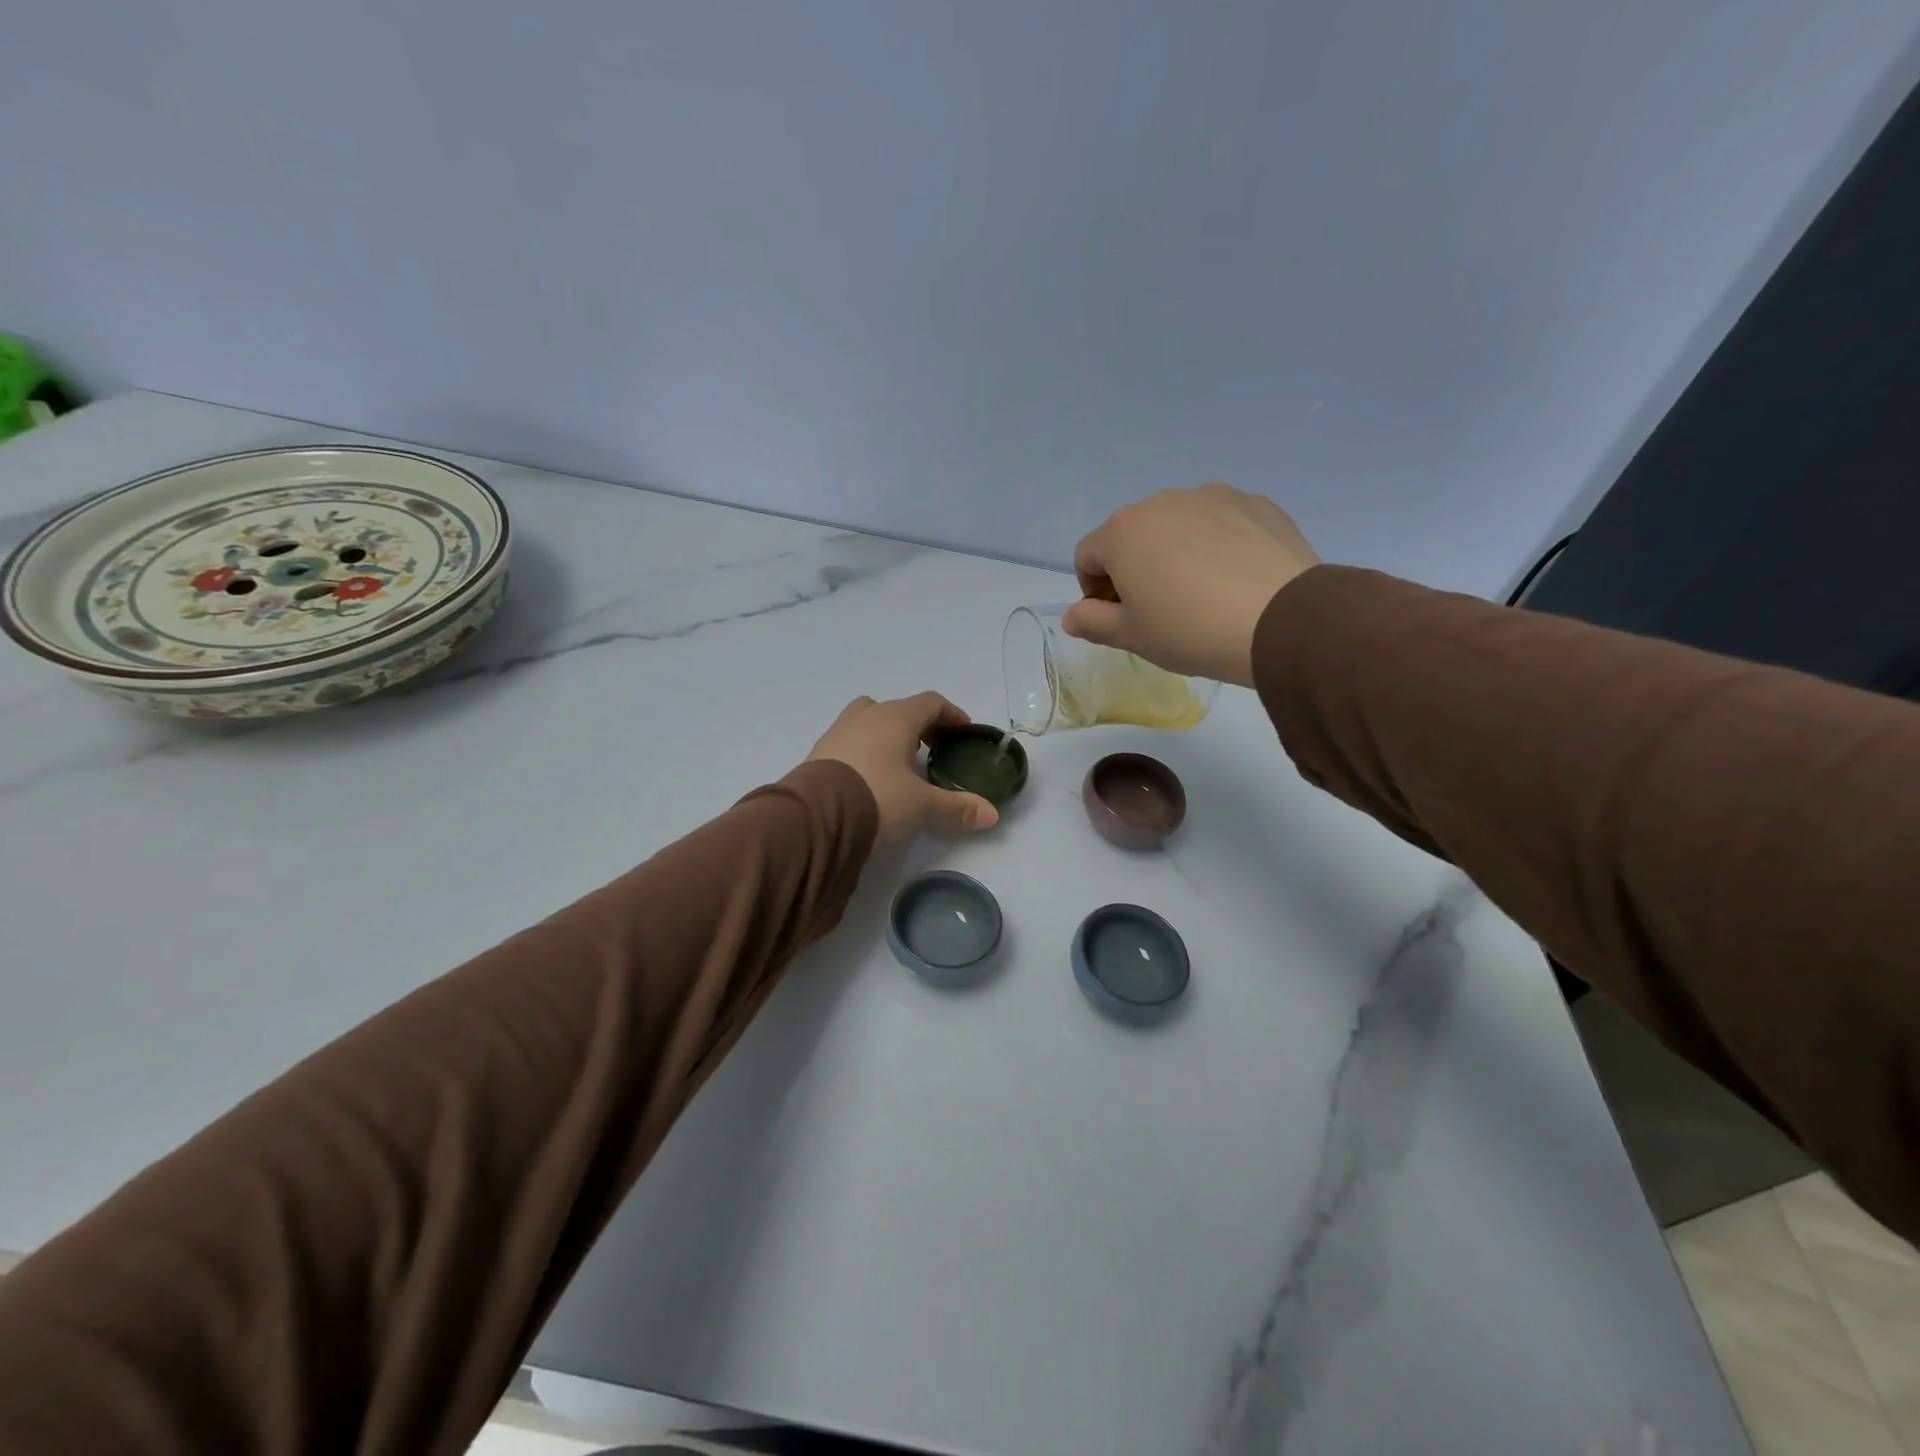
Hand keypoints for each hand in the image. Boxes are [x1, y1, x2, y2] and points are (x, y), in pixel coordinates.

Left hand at [807, 693, 999, 838]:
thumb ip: (956, 807)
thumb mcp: (921, 805)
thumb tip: (991, 814)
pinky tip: (870, 775)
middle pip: (899, 708)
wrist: (815, 815)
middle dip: (920, 725)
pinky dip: (866, 748)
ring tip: (899, 761)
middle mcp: (867, 715)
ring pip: (870, 719)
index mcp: (896, 718)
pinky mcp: (819, 750)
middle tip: (933, 748)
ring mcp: (839, 730)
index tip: (963, 731)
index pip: (931, 702)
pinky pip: (850, 739)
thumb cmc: (877, 797)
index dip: (951, 714)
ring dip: (888, 733)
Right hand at [1063, 482, 1320, 687]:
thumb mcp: (1132, 636)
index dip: (1093, 589)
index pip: (1087, 556)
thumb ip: (1092, 622)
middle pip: (1132, 535)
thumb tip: (1071, 616)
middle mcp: (1162, 502)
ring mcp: (1212, 496)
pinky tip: (1236, 578)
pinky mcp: (1255, 502)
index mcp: (1122, 531)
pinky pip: (1222, 522)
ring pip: (1178, 525)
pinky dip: (1218, 544)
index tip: (1116, 617)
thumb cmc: (1189, 630)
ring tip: (1202, 592)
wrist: (1280, 620)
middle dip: (1134, 567)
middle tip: (1158, 609)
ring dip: (1175, 552)